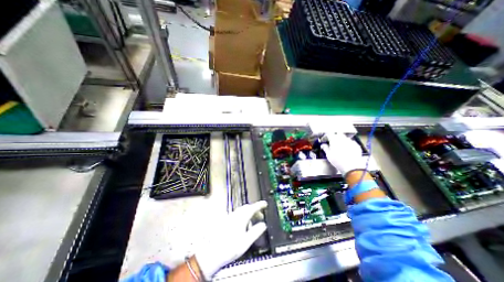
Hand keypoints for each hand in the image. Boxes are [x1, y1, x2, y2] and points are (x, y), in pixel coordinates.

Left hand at [193, 200, 267, 278]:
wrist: (213, 253)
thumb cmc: (230, 248)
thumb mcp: (246, 241)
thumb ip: (256, 232)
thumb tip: (263, 225)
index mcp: (241, 218)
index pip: (252, 208)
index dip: (259, 205)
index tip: (264, 204)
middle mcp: (235, 215)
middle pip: (247, 208)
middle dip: (255, 209)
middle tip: (261, 215)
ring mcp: (230, 217)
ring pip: (242, 211)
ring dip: (249, 213)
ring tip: (253, 221)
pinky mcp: (227, 221)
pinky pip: (238, 214)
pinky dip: (243, 216)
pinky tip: (244, 225)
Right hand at [320, 133, 364, 174]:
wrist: (352, 167)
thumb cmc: (338, 160)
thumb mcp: (328, 155)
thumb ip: (325, 148)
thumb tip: (323, 145)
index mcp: (334, 139)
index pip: (328, 134)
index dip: (325, 136)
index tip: (324, 140)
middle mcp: (342, 138)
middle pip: (337, 133)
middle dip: (334, 136)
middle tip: (332, 142)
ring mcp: (350, 141)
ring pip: (345, 137)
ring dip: (341, 140)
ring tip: (339, 146)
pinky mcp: (356, 145)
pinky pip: (351, 142)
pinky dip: (348, 144)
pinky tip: (346, 149)